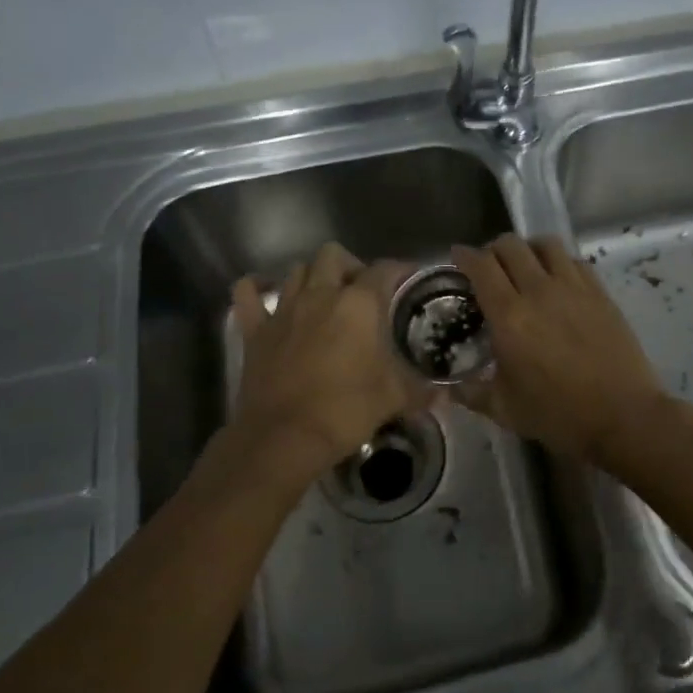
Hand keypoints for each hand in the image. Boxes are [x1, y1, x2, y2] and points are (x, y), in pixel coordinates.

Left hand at [230, 243, 429, 479]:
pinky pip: (248, 293)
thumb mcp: (394, 398)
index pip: (384, 269)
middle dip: (350, 266)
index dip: (399, 270)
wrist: (284, 437)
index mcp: (359, 304)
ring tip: (323, 297)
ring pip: (296, 270)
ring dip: (312, 276)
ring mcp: (284, 309)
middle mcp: (321, 294)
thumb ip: (421, 390)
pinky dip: (256, 289)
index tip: (408, 280)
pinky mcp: (255, 329)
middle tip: (360, 292)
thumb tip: (444, 395)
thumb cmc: (345, 410)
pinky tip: (266, 295)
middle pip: (334, 256)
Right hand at [451, 234, 668, 465]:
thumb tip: (450, 387)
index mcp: (509, 316)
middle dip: (493, 249)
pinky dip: (559, 262)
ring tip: (524, 265)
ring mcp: (574, 288)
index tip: (457, 257)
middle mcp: (539, 291)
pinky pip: (575, 261)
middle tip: (489, 267)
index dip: (464, 256)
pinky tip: (557, 281)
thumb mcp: (505, 409)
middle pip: (512, 245)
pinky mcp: (600, 293)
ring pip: (546, 244)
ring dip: (528, 248)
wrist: (623, 416)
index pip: (482, 266)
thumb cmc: (559, 415)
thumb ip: (471, 393)